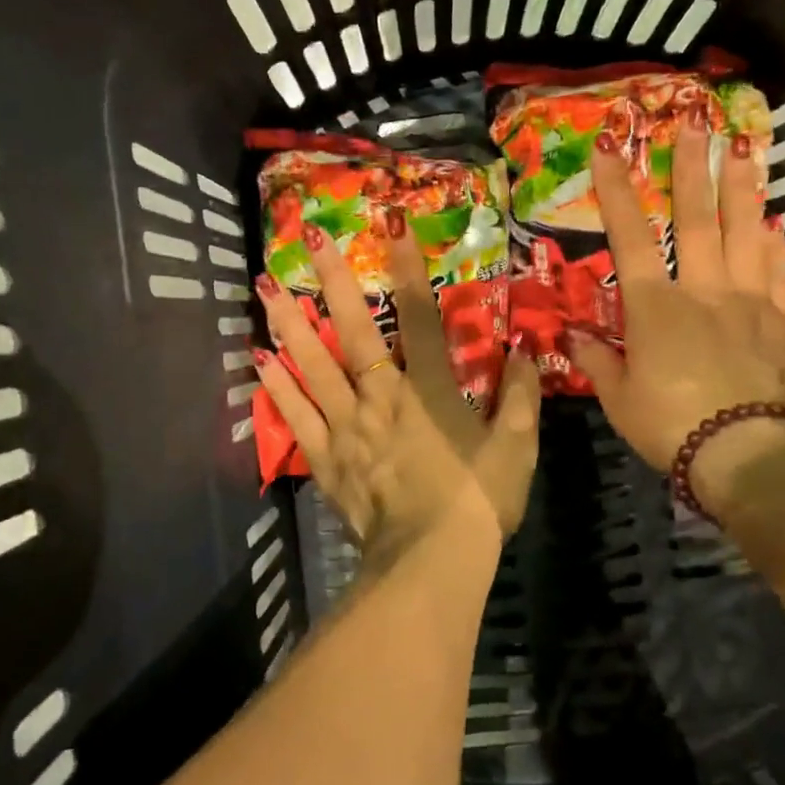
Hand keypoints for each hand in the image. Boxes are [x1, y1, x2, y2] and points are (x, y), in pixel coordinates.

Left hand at [254, 213, 541, 558]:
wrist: (431, 562)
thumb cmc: (478, 503)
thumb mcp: (516, 448)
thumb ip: (519, 396)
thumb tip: (524, 351)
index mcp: (429, 390)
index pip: (419, 315)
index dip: (407, 266)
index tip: (391, 222)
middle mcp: (382, 397)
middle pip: (354, 331)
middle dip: (333, 282)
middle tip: (307, 239)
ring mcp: (348, 427)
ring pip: (314, 367)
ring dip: (291, 326)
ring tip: (266, 289)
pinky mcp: (327, 459)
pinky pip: (297, 419)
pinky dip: (277, 390)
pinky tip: (259, 361)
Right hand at [564, 119, 784, 511]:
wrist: (751, 456)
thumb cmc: (671, 426)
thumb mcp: (619, 399)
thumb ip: (596, 360)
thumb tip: (570, 335)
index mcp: (656, 308)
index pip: (631, 238)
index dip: (616, 191)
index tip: (609, 147)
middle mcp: (705, 291)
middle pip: (697, 219)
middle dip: (692, 168)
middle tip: (695, 121)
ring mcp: (753, 303)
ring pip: (747, 233)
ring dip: (742, 187)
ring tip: (744, 147)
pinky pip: (783, 273)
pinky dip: (777, 244)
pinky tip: (775, 222)